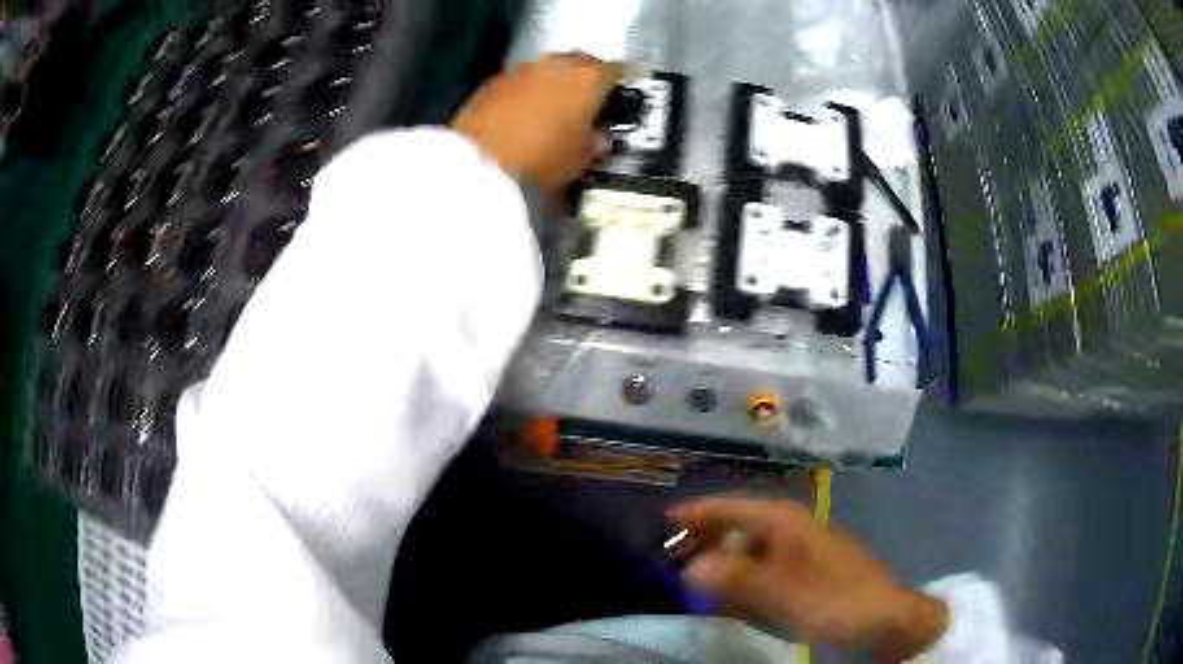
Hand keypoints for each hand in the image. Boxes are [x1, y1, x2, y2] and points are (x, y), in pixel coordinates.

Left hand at [452, 54, 620, 190]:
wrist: (477, 166)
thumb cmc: (539, 162)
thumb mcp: (579, 160)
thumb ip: (595, 143)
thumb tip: (599, 139)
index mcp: (587, 80)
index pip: (617, 70)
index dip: (625, 80)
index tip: (627, 89)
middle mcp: (555, 66)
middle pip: (581, 61)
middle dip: (589, 76)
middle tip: (592, 98)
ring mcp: (520, 70)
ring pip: (548, 68)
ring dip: (555, 82)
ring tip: (556, 107)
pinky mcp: (491, 83)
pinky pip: (520, 81)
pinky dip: (528, 92)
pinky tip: (524, 113)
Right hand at [669, 497, 948, 661]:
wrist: (886, 621)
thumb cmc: (834, 600)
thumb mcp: (780, 592)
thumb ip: (733, 578)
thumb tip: (688, 567)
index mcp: (786, 521)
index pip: (732, 507)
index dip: (697, 513)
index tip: (663, 522)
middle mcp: (793, 530)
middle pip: (739, 528)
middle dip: (706, 543)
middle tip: (673, 564)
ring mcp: (803, 553)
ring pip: (751, 553)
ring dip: (723, 567)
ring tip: (695, 586)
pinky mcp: (809, 576)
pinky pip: (765, 573)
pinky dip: (744, 583)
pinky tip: (733, 600)